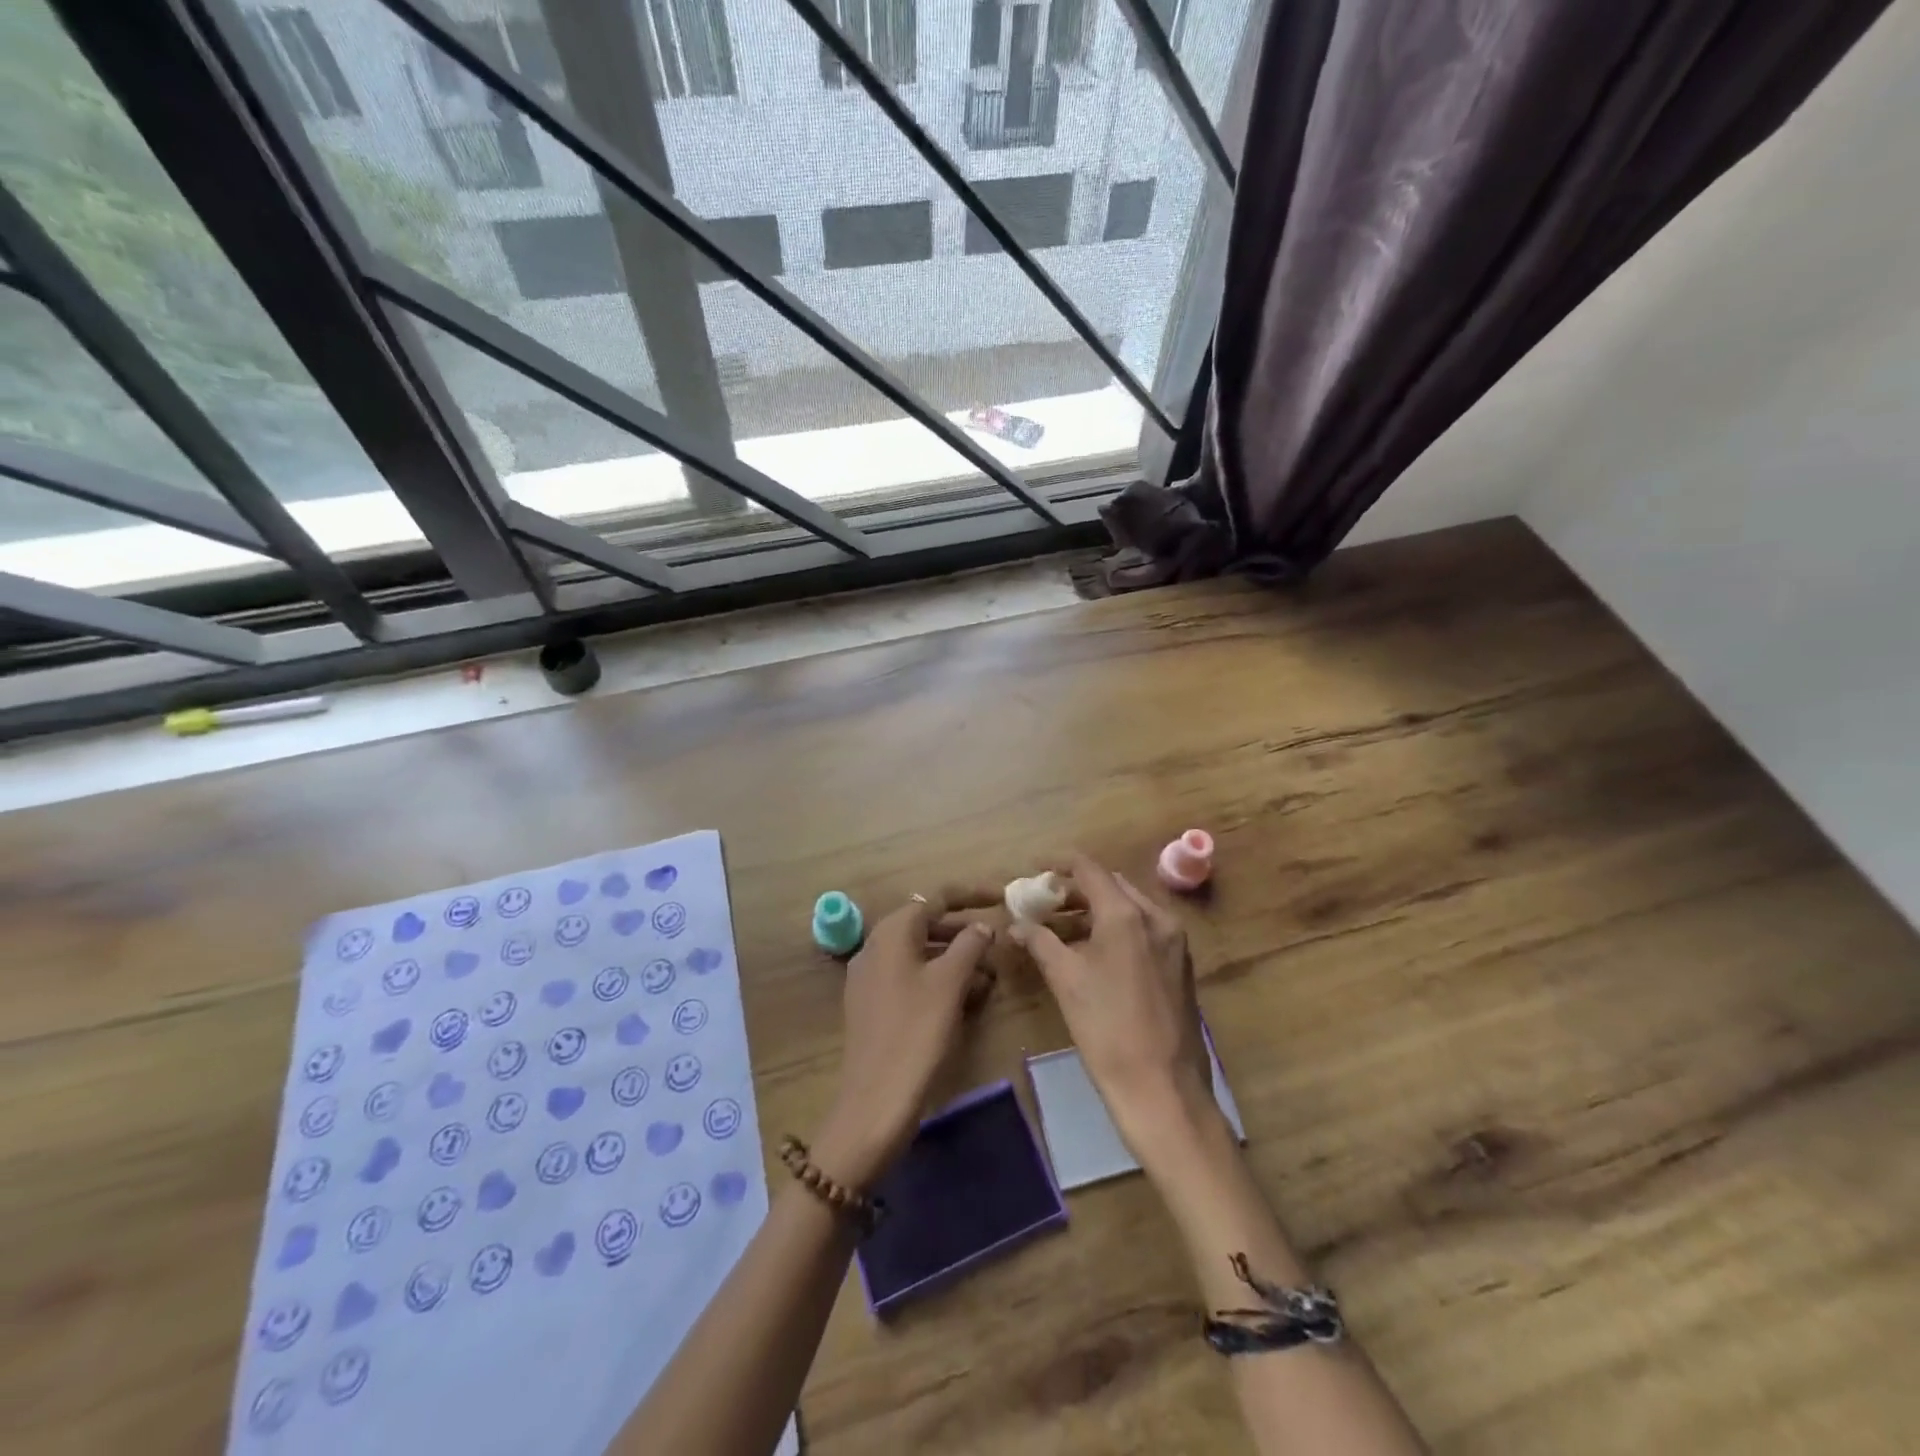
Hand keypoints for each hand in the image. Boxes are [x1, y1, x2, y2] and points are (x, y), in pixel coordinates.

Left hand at [814, 892, 995, 1188]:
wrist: (875, 1102)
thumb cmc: (916, 1032)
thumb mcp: (950, 983)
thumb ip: (969, 945)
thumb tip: (980, 926)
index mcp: (891, 933)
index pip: (934, 899)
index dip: (969, 895)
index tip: (999, 896)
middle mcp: (875, 947)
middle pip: (925, 925)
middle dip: (963, 932)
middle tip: (996, 942)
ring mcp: (870, 978)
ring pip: (920, 954)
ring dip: (954, 958)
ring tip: (990, 976)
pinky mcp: (872, 1005)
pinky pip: (910, 978)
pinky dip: (938, 979)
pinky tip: (965, 999)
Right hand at [1013, 854, 1216, 1166]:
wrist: (1163, 1089)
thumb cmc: (1107, 1029)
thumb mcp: (1066, 980)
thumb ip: (1040, 942)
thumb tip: (1016, 924)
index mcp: (1127, 914)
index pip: (1090, 869)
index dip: (1059, 863)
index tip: (1035, 868)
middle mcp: (1156, 918)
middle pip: (1112, 885)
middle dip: (1077, 889)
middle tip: (1044, 901)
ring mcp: (1174, 942)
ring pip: (1129, 908)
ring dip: (1096, 910)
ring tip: (1062, 927)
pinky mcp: (1180, 965)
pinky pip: (1144, 930)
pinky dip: (1116, 929)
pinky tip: (1094, 951)